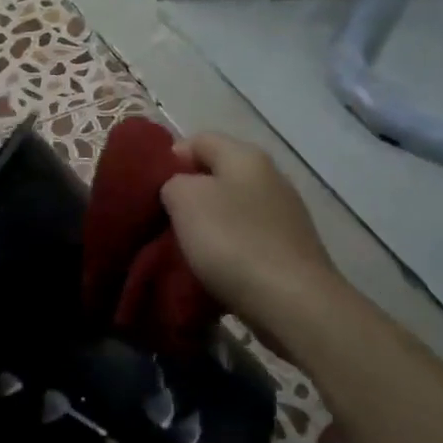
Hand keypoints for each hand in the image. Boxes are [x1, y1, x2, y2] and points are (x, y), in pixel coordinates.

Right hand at [160, 133, 340, 339]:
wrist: (292, 303)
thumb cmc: (232, 241)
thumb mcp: (184, 199)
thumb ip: (172, 182)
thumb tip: (181, 188)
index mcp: (246, 156)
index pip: (198, 140)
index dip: (169, 159)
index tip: (149, 190)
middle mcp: (271, 177)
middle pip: (217, 176)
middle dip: (188, 196)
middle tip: (162, 221)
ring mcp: (285, 215)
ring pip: (232, 210)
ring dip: (207, 226)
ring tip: (184, 250)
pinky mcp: (291, 250)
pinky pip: (248, 240)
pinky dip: (228, 251)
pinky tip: (214, 270)